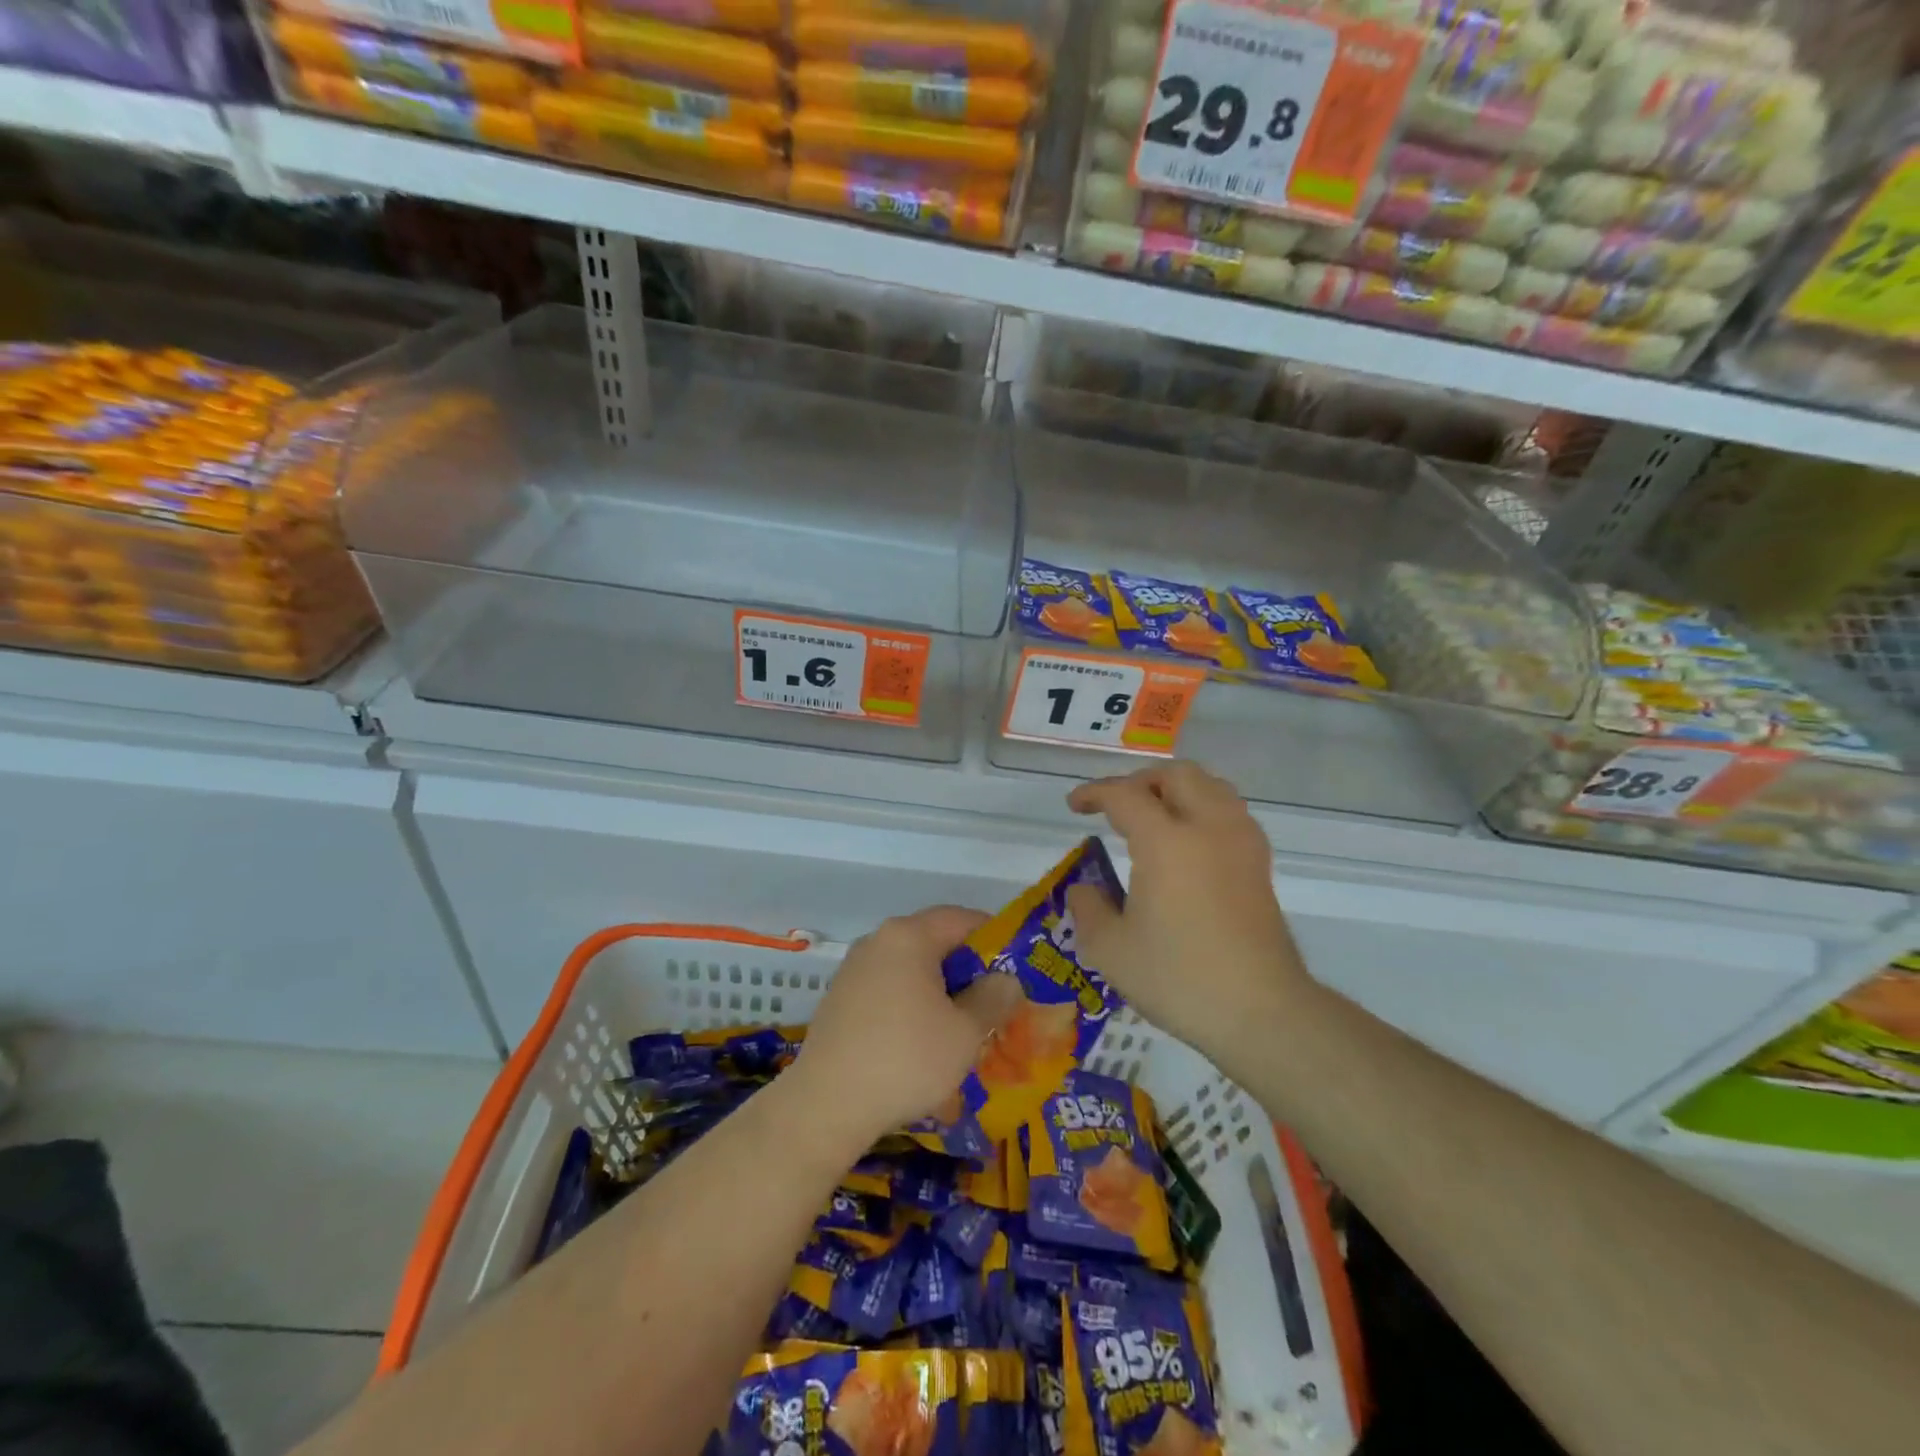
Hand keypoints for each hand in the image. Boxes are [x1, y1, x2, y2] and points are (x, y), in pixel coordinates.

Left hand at [791, 907, 1022, 1148]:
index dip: (994, 939)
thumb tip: (1005, 979)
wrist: (827, 1104)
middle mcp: (878, 940)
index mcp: (909, 936)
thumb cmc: (906, 1059)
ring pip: (911, 967)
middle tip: (993, 1002)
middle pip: (934, 941)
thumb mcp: (965, 1032)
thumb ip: (993, 998)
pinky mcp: (840, 998)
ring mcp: (854, 969)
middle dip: (967, 969)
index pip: (962, 918)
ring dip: (939, 990)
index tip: (1015, 969)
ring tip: (961, 1027)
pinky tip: (921, 1041)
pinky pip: (888, 988)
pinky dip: (911, 1003)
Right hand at [1065, 762, 1307, 1058]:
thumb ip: (1088, 909)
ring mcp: (1241, 842)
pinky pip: (1229, 811)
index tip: (1075, 806)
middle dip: (1139, 781)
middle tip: (1116, 807)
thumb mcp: (1110, 950)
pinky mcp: (1260, 863)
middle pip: (1176, 775)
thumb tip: (1084, 888)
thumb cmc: (1179, 979)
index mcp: (1167, 842)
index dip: (1094, 793)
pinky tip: (1188, 842)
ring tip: (1153, 817)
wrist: (1261, 1011)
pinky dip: (1203, 808)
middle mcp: (1208, 827)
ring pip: (1210, 786)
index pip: (1125, 795)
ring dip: (1176, 790)